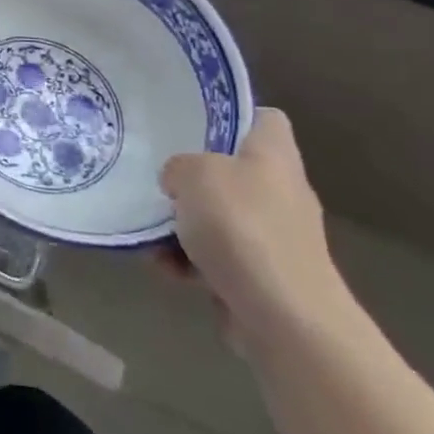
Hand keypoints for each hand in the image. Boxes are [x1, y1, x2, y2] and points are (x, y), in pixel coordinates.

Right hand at [159, 108, 351, 353]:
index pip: (263, 118)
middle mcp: (281, 191)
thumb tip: (179, 182)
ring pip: (218, 217)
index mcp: (275, 155)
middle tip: (157, 176)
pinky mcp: (264, 277)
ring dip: (183, 225)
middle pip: (233, 169)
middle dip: (192, 177)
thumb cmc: (242, 228)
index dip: (230, 115)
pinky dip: (190, 262)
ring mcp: (275, 237)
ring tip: (149, 233)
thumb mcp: (193, 174)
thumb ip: (178, 166)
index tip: (190, 122)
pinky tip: (165, 270)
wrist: (285, 319)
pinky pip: (217, 257)